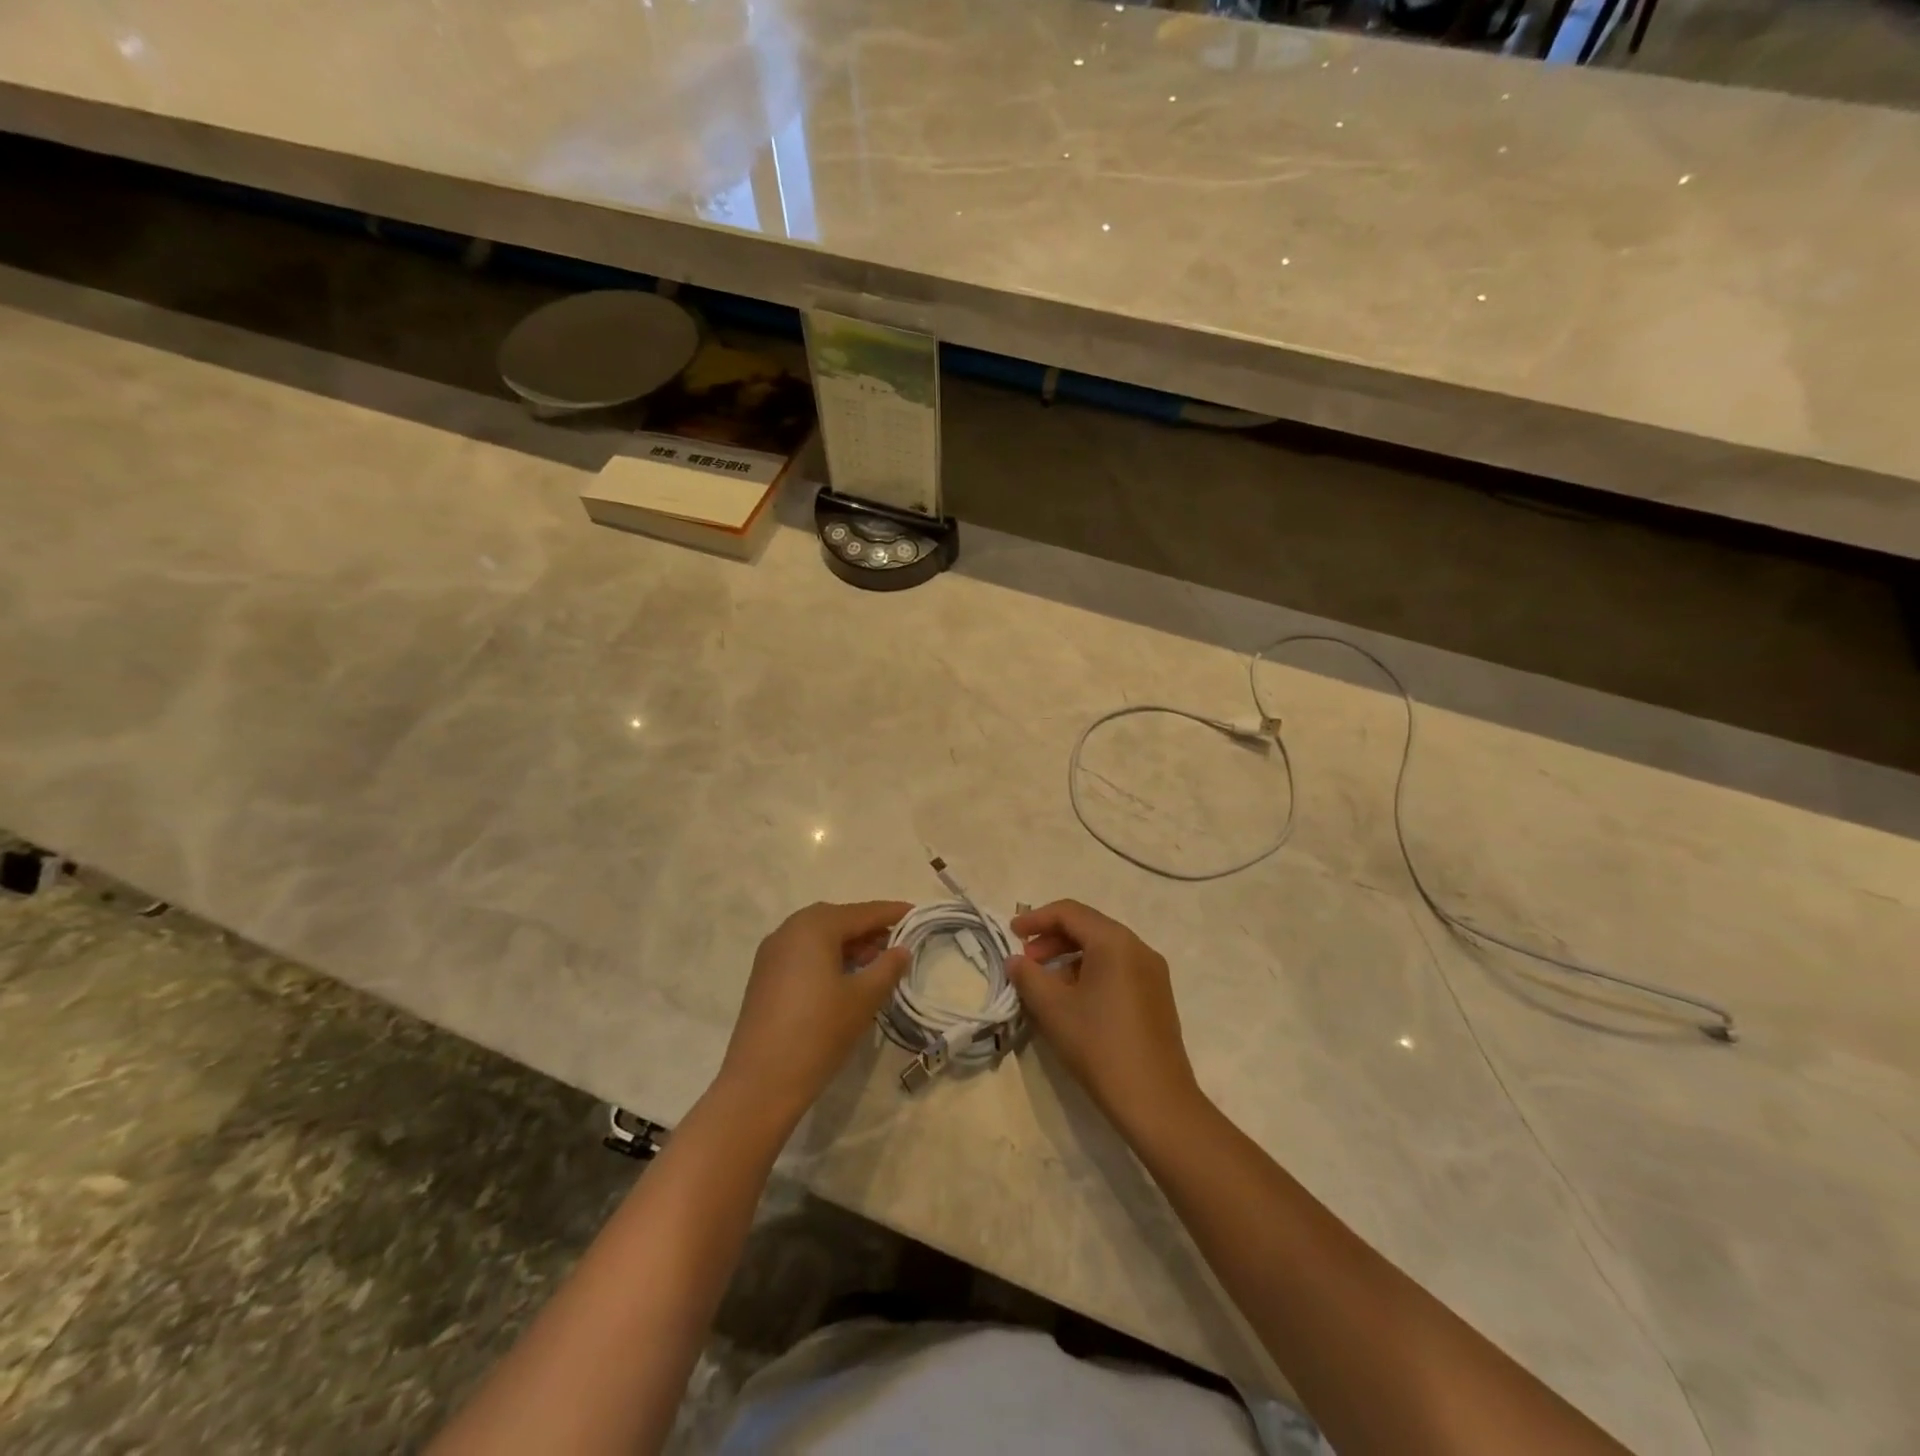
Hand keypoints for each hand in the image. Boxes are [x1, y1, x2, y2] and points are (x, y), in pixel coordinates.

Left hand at [717, 900, 911, 1127]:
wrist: (760, 1083)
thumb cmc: (819, 1032)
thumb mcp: (863, 998)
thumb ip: (887, 968)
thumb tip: (901, 950)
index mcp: (814, 927)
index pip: (862, 912)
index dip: (891, 913)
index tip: (916, 913)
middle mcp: (789, 930)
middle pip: (837, 919)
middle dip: (868, 928)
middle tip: (896, 942)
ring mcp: (772, 953)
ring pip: (818, 937)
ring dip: (847, 944)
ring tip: (875, 963)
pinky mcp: (764, 976)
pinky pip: (803, 953)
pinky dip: (827, 956)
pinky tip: (844, 978)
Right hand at [1007, 900, 1201, 1134]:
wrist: (1156, 1102)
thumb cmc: (1100, 1046)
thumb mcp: (1053, 1009)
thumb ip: (1028, 977)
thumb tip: (1015, 960)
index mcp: (1115, 942)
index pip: (1069, 912)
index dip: (1036, 919)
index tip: (1011, 934)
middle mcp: (1138, 948)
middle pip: (1088, 927)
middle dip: (1052, 939)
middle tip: (1026, 963)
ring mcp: (1153, 973)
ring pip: (1103, 949)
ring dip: (1069, 958)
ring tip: (1045, 985)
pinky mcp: (1157, 996)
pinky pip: (1117, 969)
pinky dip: (1090, 973)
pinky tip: (1073, 1002)